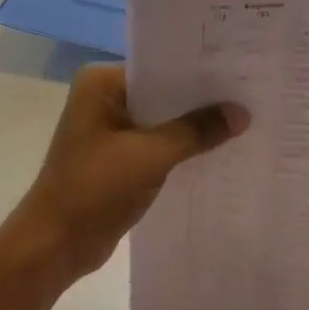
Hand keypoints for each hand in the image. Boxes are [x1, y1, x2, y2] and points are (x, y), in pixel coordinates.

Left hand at [11, 64, 248, 289]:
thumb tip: (242, 112)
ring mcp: (110, 129)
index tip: (241, 70)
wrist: (56, 243)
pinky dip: (182, 149)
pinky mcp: (118, 158)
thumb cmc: (95, 188)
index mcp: (101, 83)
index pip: (160, 66)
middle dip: (201, 100)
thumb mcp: (151, 155)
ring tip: (245, 121)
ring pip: (162, 121)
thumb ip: (197, 130)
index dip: (199, 71)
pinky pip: (157, 144)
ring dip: (193, 127)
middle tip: (251, 95)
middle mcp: (104, 98)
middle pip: (163, 93)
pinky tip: (218, 151)